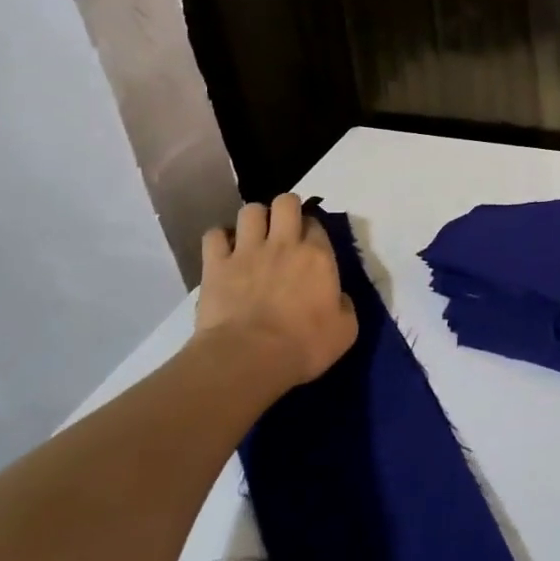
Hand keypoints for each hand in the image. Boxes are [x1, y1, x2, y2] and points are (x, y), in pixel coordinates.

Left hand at [195, 195, 357, 389]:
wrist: (249, 358)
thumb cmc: (304, 346)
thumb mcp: (345, 330)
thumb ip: (344, 305)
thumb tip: (337, 297)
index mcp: (318, 255)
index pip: (316, 223)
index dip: (312, 230)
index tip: (310, 245)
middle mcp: (284, 243)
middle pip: (285, 202)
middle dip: (285, 209)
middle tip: (283, 230)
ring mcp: (247, 251)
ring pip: (250, 210)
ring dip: (253, 220)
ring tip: (252, 237)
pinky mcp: (215, 264)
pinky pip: (214, 235)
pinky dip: (219, 239)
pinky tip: (223, 252)